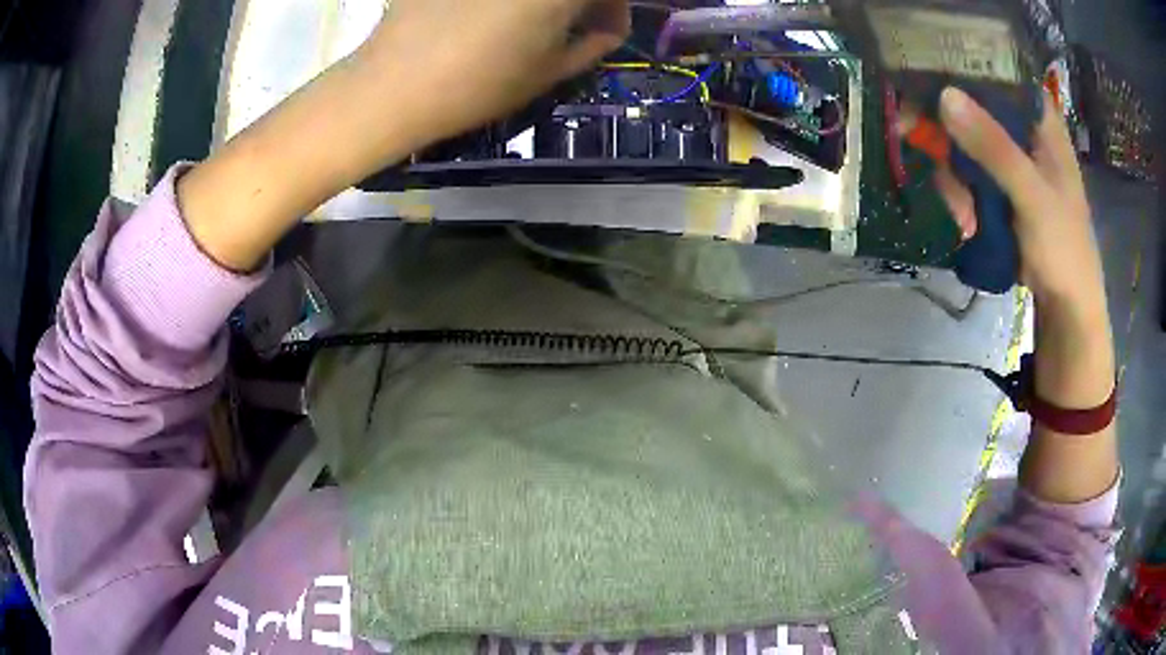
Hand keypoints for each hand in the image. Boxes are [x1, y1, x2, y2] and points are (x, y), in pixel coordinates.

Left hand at [180, 0, 626, 272]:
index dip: (615, 5)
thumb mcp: (550, 71)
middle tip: (574, 22)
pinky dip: (504, 0)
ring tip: (532, 22)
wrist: (391, 87)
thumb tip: (606, 26)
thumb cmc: (478, 84)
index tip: (607, 25)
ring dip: (545, 1)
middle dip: (581, 2)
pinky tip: (490, 14)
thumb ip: (593, 42)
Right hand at [934, 87, 1104, 310]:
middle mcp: (1024, 133)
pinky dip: (962, 198)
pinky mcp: (1001, 190)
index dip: (966, 71)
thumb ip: (994, 147)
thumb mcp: (1031, 194)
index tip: (933, 80)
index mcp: (1041, 123)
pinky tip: (967, 223)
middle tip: (922, 142)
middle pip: (975, 109)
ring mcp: (1011, 163)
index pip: (1000, 75)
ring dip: (955, 177)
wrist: (1067, 307)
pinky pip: (968, 177)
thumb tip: (944, 94)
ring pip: (966, 145)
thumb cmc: (1063, 246)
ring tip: (964, 215)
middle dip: (951, 135)